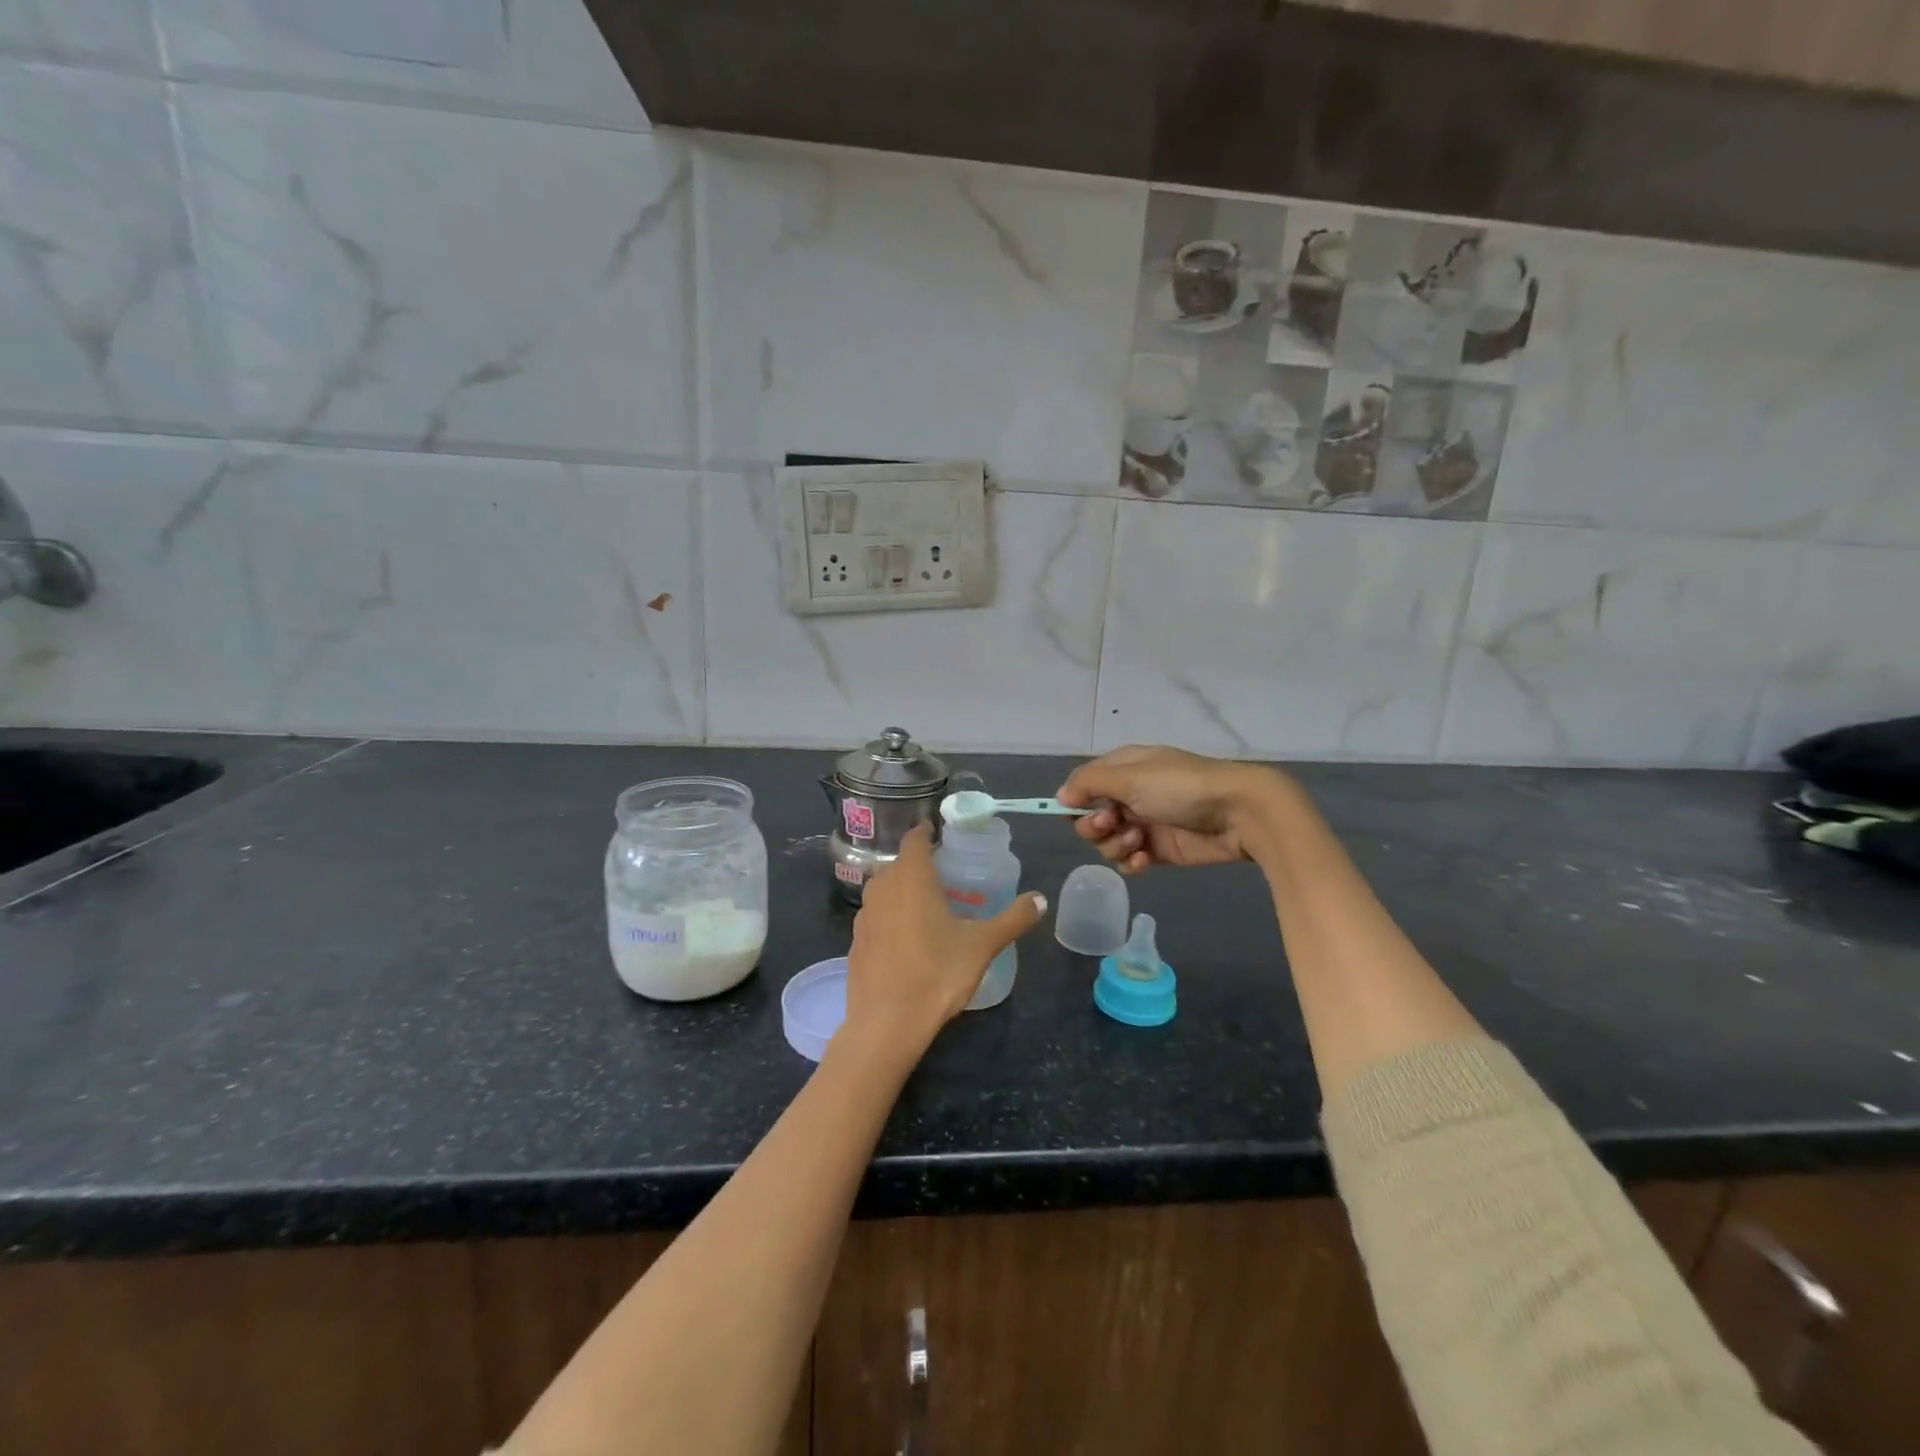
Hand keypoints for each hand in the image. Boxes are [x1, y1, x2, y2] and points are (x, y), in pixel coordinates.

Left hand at [844, 824, 1046, 1053]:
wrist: (886, 1024)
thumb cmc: (937, 974)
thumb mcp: (982, 946)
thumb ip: (1013, 919)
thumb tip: (1040, 899)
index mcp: (911, 878)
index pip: (914, 839)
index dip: (926, 833)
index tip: (940, 836)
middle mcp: (882, 887)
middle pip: (898, 865)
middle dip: (918, 865)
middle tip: (944, 877)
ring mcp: (863, 916)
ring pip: (883, 890)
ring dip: (901, 891)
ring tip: (926, 908)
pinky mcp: (855, 942)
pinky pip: (875, 917)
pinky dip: (889, 918)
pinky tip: (905, 940)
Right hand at [1057, 745, 1287, 874]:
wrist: (1238, 813)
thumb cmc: (1180, 787)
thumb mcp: (1130, 777)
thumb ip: (1089, 784)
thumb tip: (1060, 796)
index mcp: (1123, 769)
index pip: (1083, 784)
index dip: (1074, 800)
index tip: (1073, 812)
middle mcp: (1130, 795)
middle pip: (1089, 817)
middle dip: (1094, 826)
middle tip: (1111, 824)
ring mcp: (1144, 823)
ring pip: (1107, 842)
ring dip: (1115, 844)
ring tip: (1139, 840)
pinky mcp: (1159, 850)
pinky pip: (1129, 860)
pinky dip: (1132, 861)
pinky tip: (1146, 859)